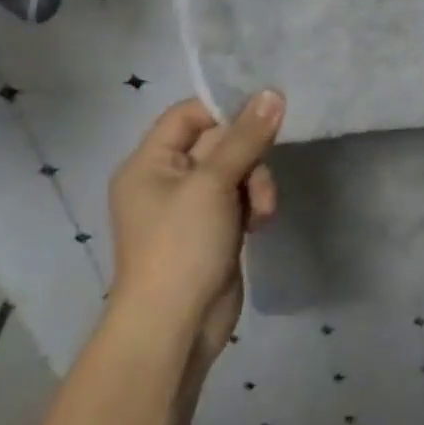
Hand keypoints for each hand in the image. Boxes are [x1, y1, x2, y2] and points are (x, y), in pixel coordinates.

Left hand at [106, 90, 283, 362]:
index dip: (224, 109)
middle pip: (219, 140)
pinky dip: (253, 203)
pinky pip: (240, 196)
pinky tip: (260, 222)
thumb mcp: (214, 183)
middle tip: (262, 172)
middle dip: (248, 155)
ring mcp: (190, 206)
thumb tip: (273, 93)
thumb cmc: (181, 247)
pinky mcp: (212, 229)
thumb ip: (246, 136)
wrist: (174, 331)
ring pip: (236, 168)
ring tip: (262, 209)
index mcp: (150, 163)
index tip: (262, 113)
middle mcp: (167, 179)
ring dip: (256, 182)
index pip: (189, 114)